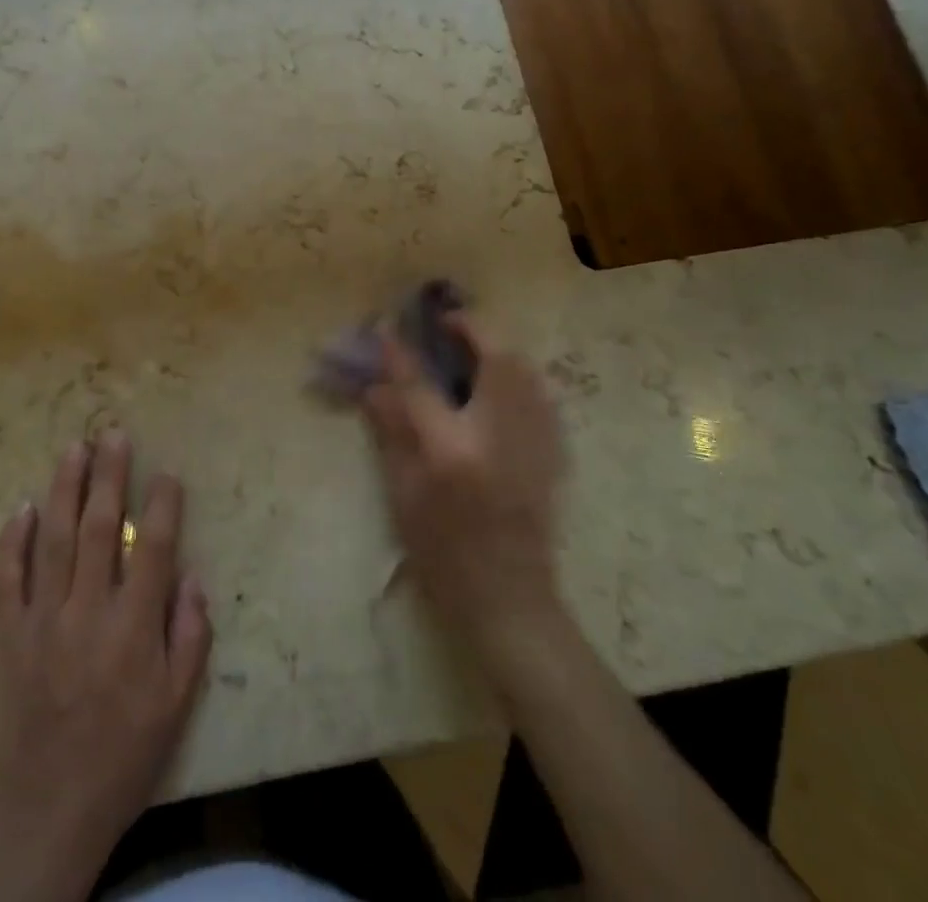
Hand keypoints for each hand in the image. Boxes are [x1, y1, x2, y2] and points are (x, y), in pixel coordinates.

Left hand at [0, 433, 211, 901]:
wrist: (45, 814)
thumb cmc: (122, 758)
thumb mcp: (175, 708)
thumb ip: (189, 638)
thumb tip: (192, 577)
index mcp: (133, 629)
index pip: (151, 547)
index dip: (162, 504)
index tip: (167, 473)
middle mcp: (87, 612)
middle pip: (98, 527)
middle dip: (109, 475)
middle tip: (113, 433)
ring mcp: (41, 620)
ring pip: (53, 539)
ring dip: (64, 488)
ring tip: (74, 448)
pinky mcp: (6, 636)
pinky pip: (7, 577)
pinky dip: (13, 539)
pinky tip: (22, 506)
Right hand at [361, 317, 567, 673]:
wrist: (511, 604)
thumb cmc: (443, 556)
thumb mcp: (403, 497)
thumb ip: (391, 435)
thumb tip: (374, 388)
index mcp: (453, 453)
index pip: (421, 387)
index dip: (400, 353)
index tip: (386, 326)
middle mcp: (499, 439)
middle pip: (496, 362)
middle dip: (472, 330)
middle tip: (448, 323)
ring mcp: (534, 446)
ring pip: (526, 373)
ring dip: (498, 348)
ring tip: (473, 345)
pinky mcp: (553, 456)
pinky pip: (540, 396)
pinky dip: (519, 375)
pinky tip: (500, 382)